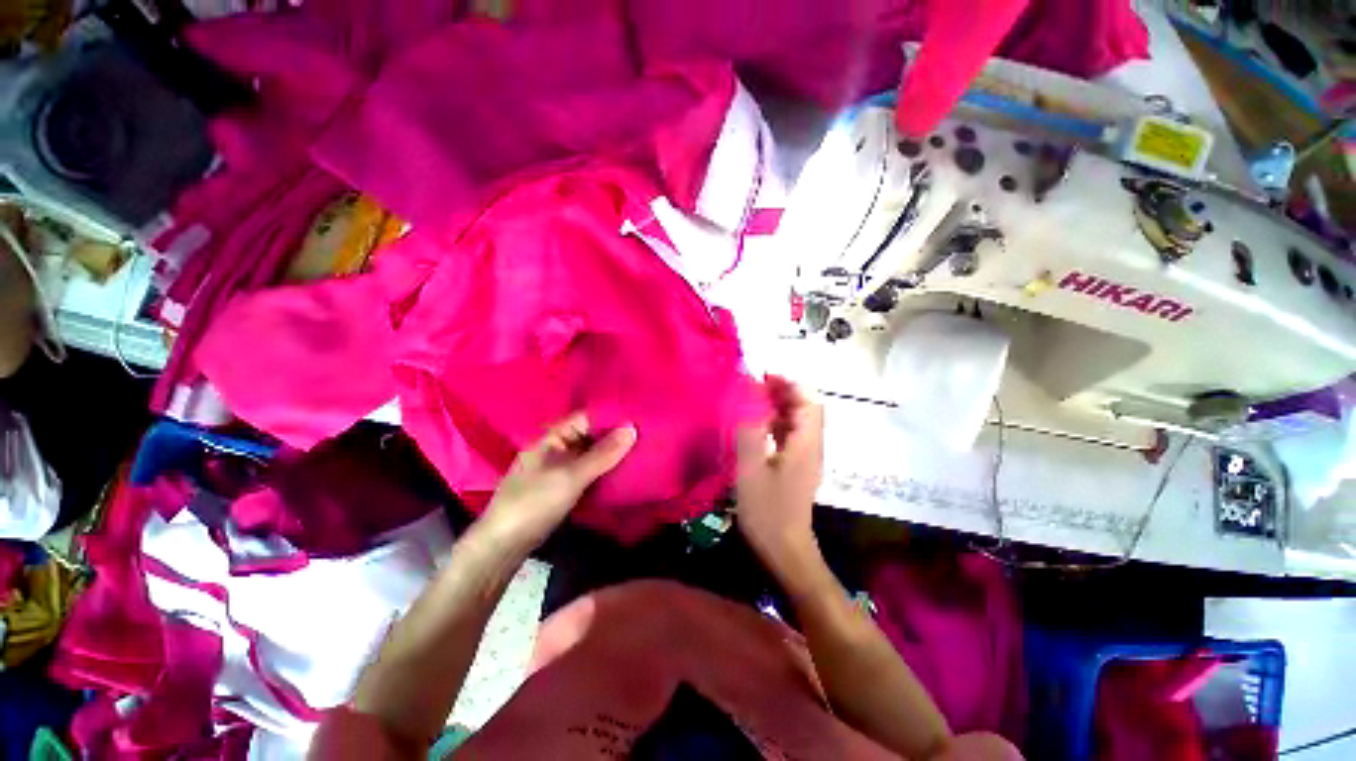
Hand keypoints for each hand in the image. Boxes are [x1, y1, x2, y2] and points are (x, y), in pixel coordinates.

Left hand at [480, 413, 636, 549]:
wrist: (502, 546)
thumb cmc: (534, 502)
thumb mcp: (571, 476)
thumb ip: (603, 453)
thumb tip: (632, 427)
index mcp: (552, 437)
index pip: (587, 417)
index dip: (611, 416)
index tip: (639, 417)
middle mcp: (556, 448)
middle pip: (590, 436)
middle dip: (615, 436)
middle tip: (647, 434)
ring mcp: (559, 469)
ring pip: (590, 455)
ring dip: (611, 454)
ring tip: (642, 450)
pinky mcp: (562, 488)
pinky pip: (588, 472)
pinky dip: (604, 470)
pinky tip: (624, 472)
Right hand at [735, 376, 823, 565]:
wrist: (785, 550)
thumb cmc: (767, 511)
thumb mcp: (751, 469)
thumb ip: (749, 432)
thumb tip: (747, 399)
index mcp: (805, 443)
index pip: (808, 402)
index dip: (789, 384)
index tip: (764, 376)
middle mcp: (811, 446)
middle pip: (805, 408)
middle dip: (783, 392)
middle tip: (755, 386)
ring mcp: (806, 457)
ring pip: (798, 421)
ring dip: (778, 406)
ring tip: (752, 401)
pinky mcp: (798, 466)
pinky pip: (791, 435)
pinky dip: (776, 423)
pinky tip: (757, 426)